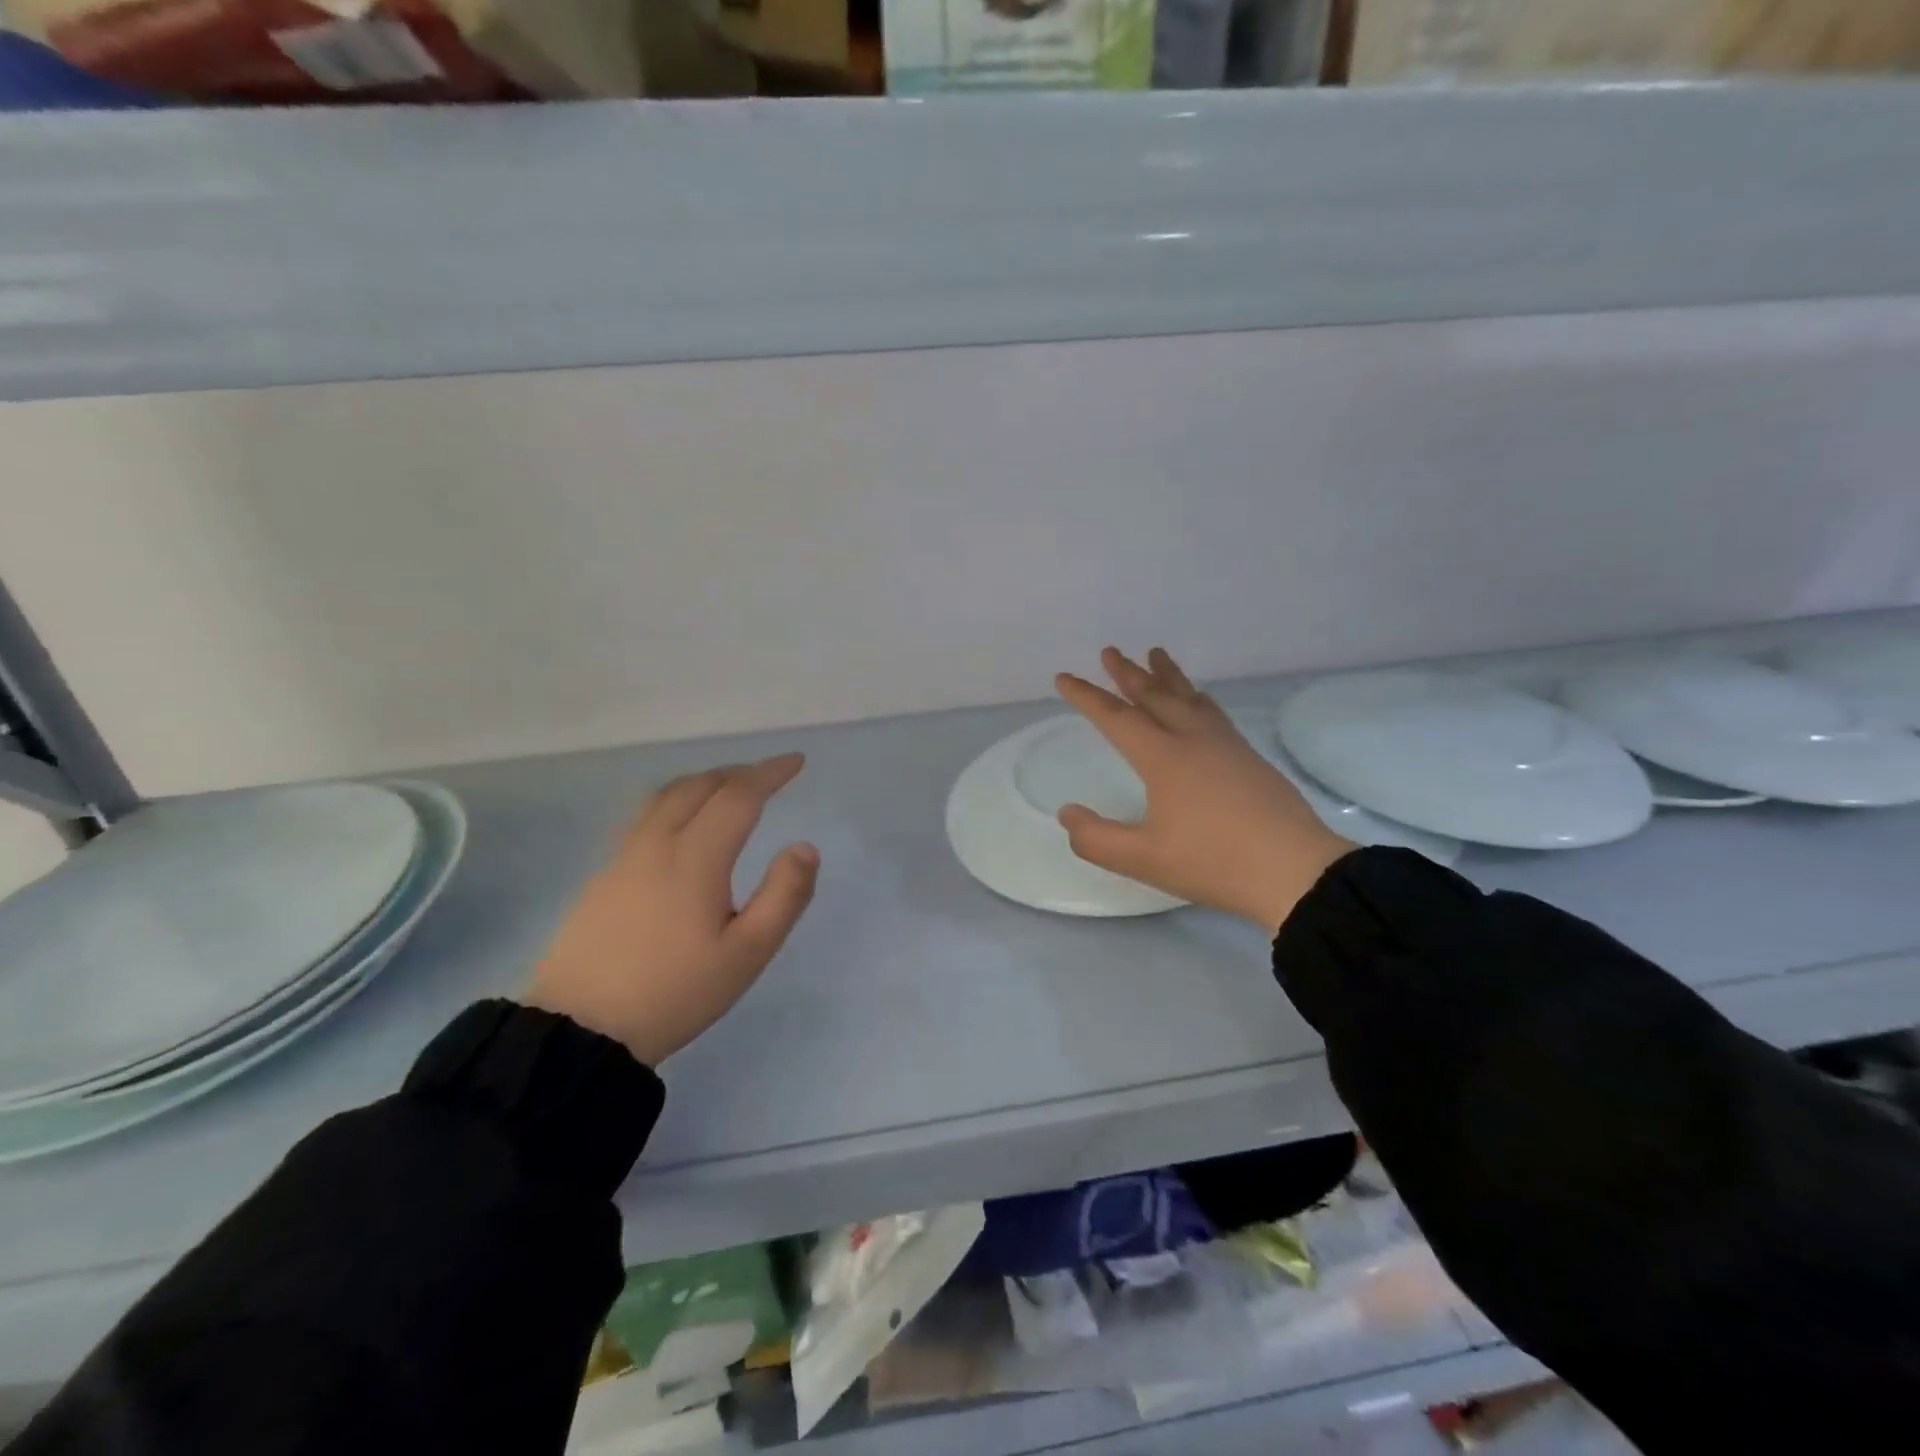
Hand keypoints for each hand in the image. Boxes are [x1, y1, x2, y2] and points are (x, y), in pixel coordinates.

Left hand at [523, 754, 818, 1066]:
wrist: (580, 1030)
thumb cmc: (675, 992)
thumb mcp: (747, 953)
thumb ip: (784, 896)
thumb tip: (805, 847)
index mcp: (696, 857)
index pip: (739, 795)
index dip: (770, 772)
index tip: (796, 761)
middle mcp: (657, 843)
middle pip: (700, 786)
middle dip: (739, 772)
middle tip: (769, 775)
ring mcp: (623, 856)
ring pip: (666, 795)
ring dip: (704, 780)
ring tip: (727, 788)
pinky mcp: (603, 874)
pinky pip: (645, 814)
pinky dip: (675, 798)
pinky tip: (680, 822)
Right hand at [1055, 647, 1353, 934]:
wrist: (1294, 871)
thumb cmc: (1213, 862)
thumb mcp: (1143, 859)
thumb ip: (1096, 839)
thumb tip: (1067, 813)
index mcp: (1163, 757)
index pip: (1115, 718)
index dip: (1086, 696)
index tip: (1064, 677)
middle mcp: (1193, 739)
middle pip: (1155, 695)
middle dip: (1128, 673)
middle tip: (1110, 651)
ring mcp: (1226, 745)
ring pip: (1189, 697)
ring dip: (1167, 676)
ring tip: (1156, 654)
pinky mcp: (1249, 758)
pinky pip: (1213, 712)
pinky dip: (1196, 697)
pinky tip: (1200, 701)